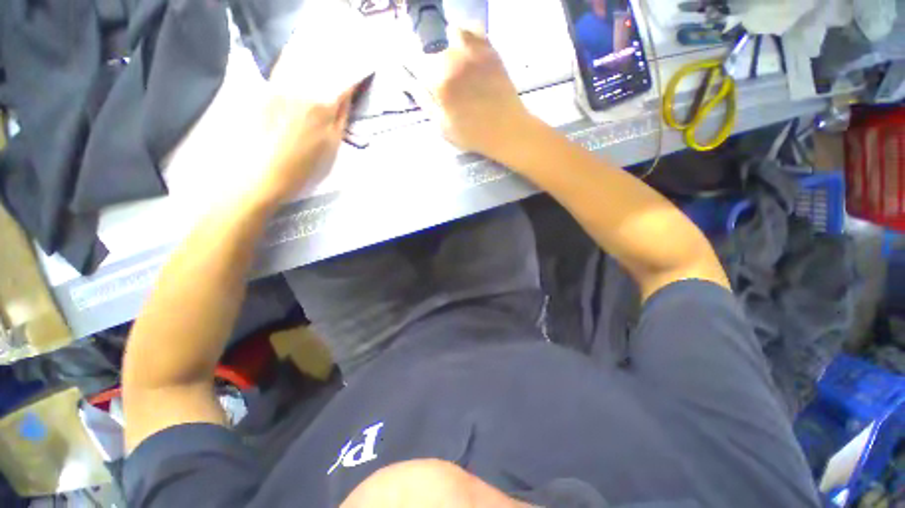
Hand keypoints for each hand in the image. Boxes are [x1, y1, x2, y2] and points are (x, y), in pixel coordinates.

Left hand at [249, 4, 373, 207]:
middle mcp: (302, 85)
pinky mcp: (266, 85)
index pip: (345, 76)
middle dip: (340, 45)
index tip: (369, 56)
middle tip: (352, 34)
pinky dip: (297, 48)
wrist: (260, 172)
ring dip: (319, 40)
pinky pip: (285, 60)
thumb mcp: (332, 146)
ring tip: (331, 30)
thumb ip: (341, 116)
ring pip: (304, 53)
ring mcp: (281, 82)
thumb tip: (348, 92)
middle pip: (325, 58)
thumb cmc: (303, 166)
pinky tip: (304, 43)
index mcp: (323, 104)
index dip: (358, 65)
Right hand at [409, 29, 534, 158]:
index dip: (411, 66)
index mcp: (438, 80)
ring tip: (454, 62)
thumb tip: (410, 82)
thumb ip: (424, 101)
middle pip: (433, 48)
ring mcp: (473, 50)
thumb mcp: (442, 126)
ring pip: (453, 33)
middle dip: (432, 61)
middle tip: (440, 79)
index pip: (414, 61)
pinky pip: (475, 30)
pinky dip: (468, 36)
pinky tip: (469, 53)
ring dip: (449, 44)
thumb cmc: (472, 134)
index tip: (413, 74)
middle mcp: (453, 58)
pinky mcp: (490, 49)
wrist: (507, 130)